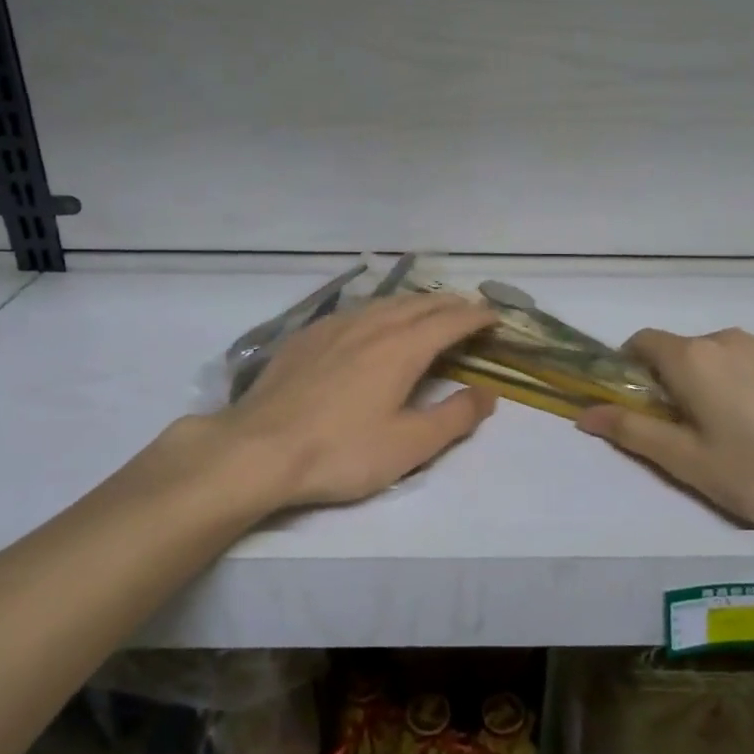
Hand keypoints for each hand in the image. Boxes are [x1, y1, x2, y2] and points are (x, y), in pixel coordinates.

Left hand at [142, 294, 498, 512]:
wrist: (258, 449)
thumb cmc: (341, 452)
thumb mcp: (409, 445)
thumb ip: (455, 417)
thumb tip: (488, 393)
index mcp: (402, 347)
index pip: (450, 320)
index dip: (477, 316)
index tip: (496, 317)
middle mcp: (372, 325)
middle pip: (420, 303)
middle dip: (450, 304)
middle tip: (470, 310)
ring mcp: (335, 326)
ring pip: (386, 302)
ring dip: (416, 302)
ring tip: (429, 310)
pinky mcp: (307, 336)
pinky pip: (356, 310)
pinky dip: (381, 309)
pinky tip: (372, 322)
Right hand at [577, 327, 753, 546]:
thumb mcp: (685, 461)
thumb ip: (631, 431)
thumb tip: (584, 414)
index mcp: (692, 358)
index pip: (642, 341)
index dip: (629, 368)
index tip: (640, 404)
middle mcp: (726, 338)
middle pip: (681, 350)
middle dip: (672, 381)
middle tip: (686, 430)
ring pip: (719, 355)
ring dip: (710, 380)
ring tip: (732, 429)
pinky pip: (753, 361)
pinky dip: (745, 381)